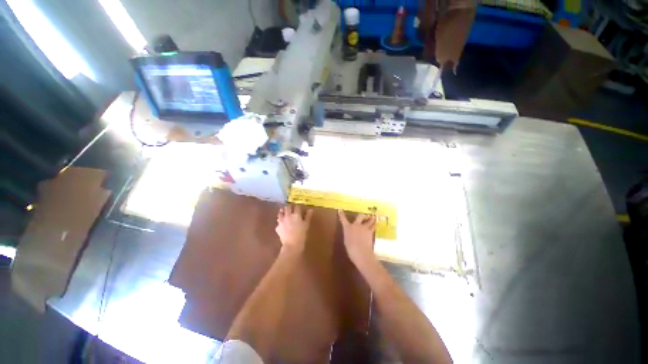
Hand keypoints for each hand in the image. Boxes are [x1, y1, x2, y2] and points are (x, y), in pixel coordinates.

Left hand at [276, 205, 312, 253]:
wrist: (292, 245)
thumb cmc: (301, 234)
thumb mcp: (306, 225)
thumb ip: (308, 216)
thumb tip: (310, 210)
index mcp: (296, 215)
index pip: (296, 207)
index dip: (298, 206)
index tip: (299, 207)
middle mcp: (288, 215)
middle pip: (287, 207)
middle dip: (289, 206)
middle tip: (291, 208)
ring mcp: (281, 221)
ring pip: (280, 213)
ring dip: (282, 211)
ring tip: (284, 212)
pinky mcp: (277, 227)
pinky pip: (278, 222)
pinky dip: (280, 221)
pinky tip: (282, 223)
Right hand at [338, 210, 375, 265]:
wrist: (360, 252)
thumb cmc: (351, 249)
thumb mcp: (347, 241)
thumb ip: (349, 234)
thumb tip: (351, 233)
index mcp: (347, 228)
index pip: (343, 219)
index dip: (341, 214)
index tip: (340, 210)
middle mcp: (356, 225)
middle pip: (360, 216)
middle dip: (362, 215)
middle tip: (364, 216)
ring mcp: (363, 227)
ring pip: (369, 220)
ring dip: (371, 219)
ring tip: (373, 218)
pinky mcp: (370, 231)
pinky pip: (373, 227)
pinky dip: (375, 225)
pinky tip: (377, 225)